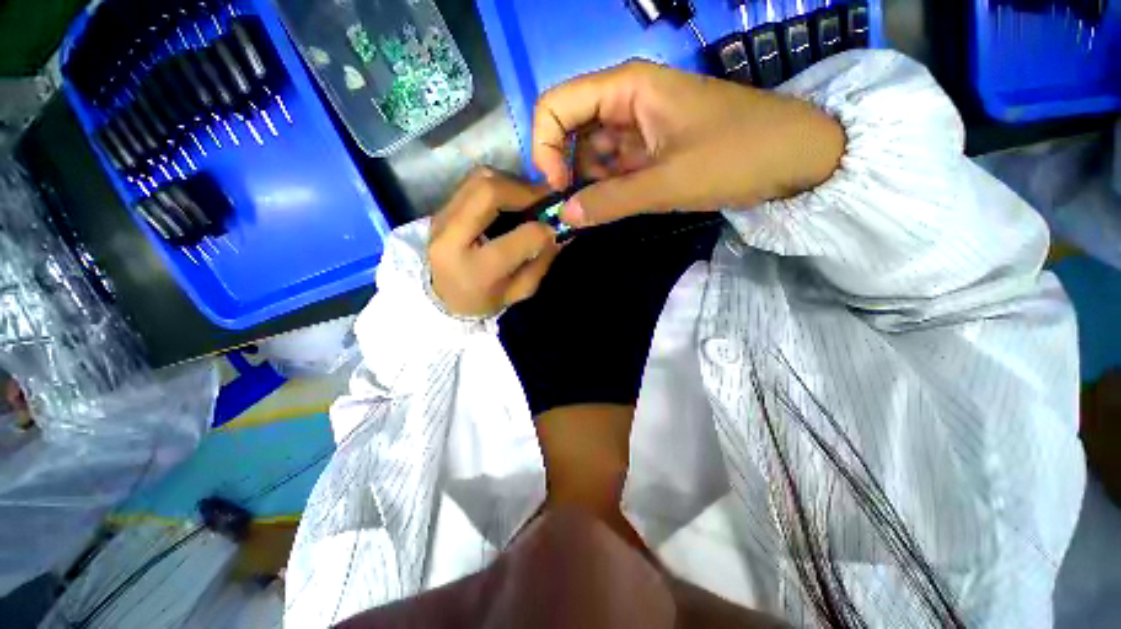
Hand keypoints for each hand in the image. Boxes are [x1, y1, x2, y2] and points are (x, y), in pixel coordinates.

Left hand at [428, 168, 560, 316]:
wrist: (438, 298)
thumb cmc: (482, 301)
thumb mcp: (518, 292)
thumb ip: (541, 262)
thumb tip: (559, 232)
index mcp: (478, 269)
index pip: (520, 237)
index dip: (544, 229)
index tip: (554, 228)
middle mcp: (452, 238)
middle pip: (489, 191)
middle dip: (524, 190)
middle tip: (543, 200)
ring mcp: (440, 218)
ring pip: (479, 178)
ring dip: (510, 183)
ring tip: (526, 199)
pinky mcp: (440, 208)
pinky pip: (471, 182)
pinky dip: (497, 184)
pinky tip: (508, 200)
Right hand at [533, 60, 845, 226]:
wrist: (797, 157)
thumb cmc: (736, 156)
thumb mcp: (668, 183)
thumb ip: (611, 201)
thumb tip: (565, 216)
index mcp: (626, 88)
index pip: (556, 106)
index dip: (545, 146)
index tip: (557, 187)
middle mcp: (626, 101)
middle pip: (570, 131)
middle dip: (564, 169)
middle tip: (571, 210)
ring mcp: (638, 127)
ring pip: (591, 154)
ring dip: (586, 184)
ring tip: (593, 214)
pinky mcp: (651, 150)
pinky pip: (614, 168)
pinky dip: (606, 189)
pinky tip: (609, 209)